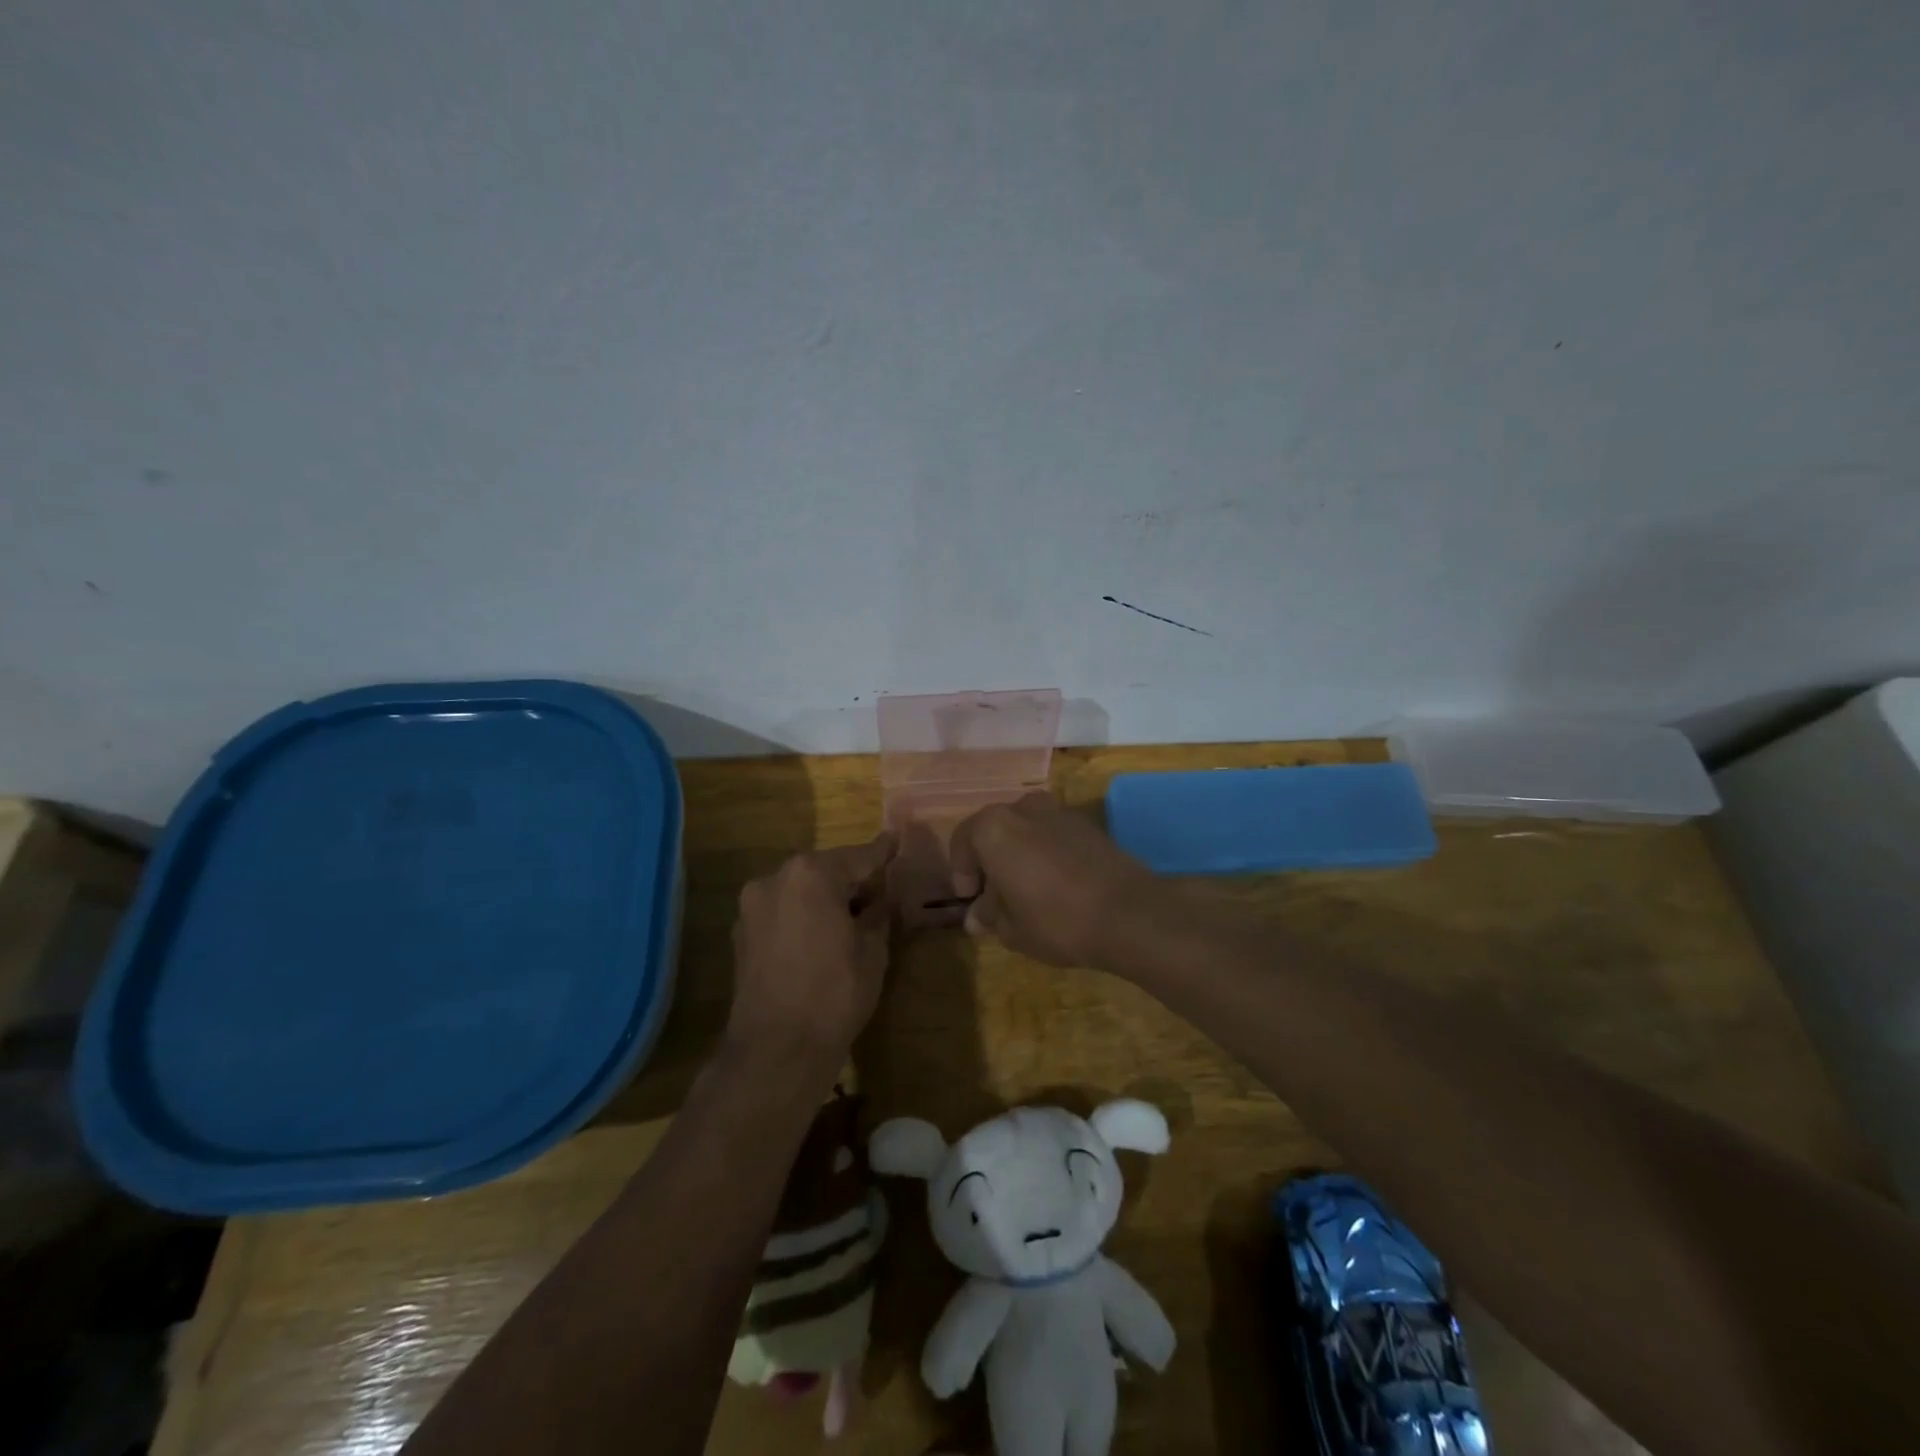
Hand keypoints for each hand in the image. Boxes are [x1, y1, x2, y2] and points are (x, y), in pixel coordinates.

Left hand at [727, 833, 896, 1079]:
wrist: (776, 1049)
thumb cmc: (835, 993)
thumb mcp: (872, 951)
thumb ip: (879, 914)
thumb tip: (883, 899)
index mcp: (811, 874)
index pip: (858, 857)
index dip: (882, 852)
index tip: (896, 840)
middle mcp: (775, 878)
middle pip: (824, 869)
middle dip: (851, 879)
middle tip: (878, 890)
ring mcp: (753, 906)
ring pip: (800, 890)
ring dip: (824, 897)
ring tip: (850, 916)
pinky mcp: (741, 933)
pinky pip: (782, 911)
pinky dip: (802, 915)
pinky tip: (820, 936)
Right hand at [947, 792, 1157, 967]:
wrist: (1129, 914)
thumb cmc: (1056, 921)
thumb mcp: (1011, 929)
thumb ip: (989, 916)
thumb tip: (977, 916)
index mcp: (994, 828)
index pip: (963, 840)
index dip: (961, 871)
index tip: (969, 899)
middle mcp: (1023, 808)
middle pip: (995, 830)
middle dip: (990, 861)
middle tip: (995, 896)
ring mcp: (1059, 812)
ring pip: (1026, 830)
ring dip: (1019, 854)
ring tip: (1026, 890)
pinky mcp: (1088, 824)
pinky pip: (1053, 834)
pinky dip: (1046, 852)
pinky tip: (1056, 884)